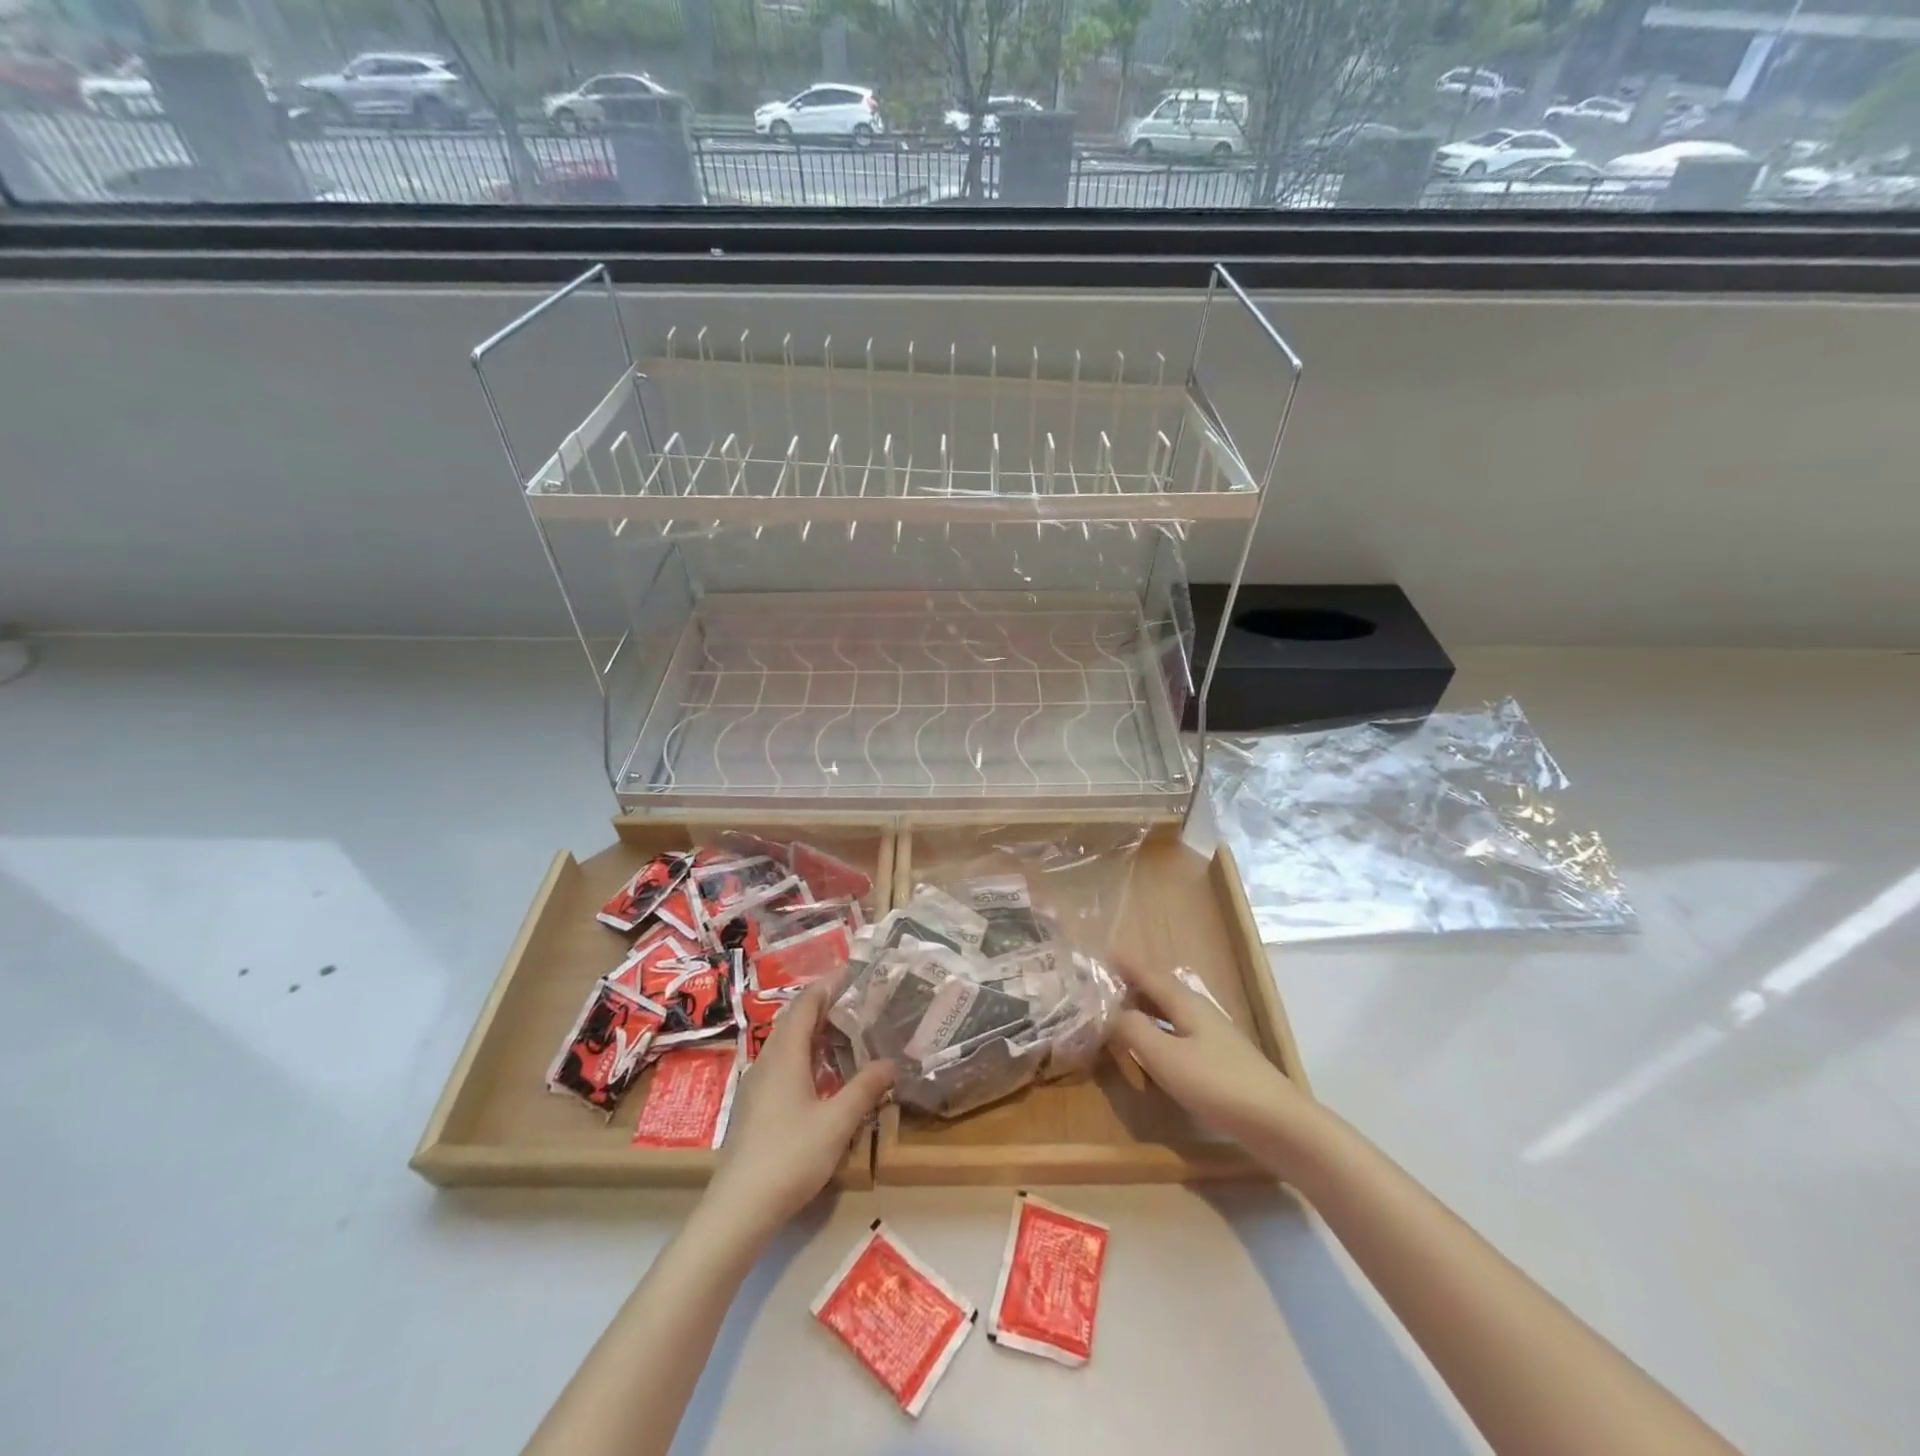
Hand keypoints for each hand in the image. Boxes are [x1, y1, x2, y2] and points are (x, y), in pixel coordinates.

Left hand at [703, 985, 893, 1239]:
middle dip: (824, 1004)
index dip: (829, 984)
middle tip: (858, 999)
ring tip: (847, 1030)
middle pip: (795, 1019)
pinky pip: (783, 1063)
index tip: (854, 971)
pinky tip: (824, 1073)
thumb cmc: (790, 1156)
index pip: (806, 1003)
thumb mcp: (837, 1122)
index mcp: (786, 1054)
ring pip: (787, 1043)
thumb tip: (891, 1062)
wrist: (739, 1208)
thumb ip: (865, 1089)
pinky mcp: (756, 1106)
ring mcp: (758, 1084)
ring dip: (815, 1030)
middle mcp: (768, 1060)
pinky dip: (806, 1053)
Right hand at [1112, 959, 1312, 1161]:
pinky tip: (1150, 1052)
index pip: (1147, 974)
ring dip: (1143, 1012)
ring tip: (1117, 1016)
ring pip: (1168, 1015)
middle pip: (1159, 992)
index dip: (1125, 965)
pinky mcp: (1218, 1062)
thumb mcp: (1165, 1056)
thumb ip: (1133, 1030)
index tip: (1101, 954)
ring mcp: (1211, 1037)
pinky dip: (1156, 1035)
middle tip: (1100, 987)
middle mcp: (1198, 1012)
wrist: (1278, 1123)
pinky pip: (1177, 1036)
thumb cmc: (1217, 1083)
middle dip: (1131, 987)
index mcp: (1185, 1003)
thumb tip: (1110, 1011)